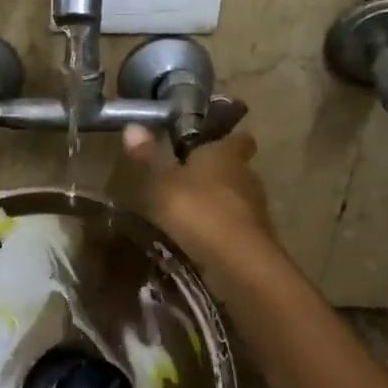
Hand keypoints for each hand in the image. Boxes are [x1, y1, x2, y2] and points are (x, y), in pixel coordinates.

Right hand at [119, 125, 276, 271]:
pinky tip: (198, 240)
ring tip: (188, 213)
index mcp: (226, 155)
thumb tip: (133, 126)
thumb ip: (149, 157)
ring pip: (236, 198)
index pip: (238, 139)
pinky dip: (220, 230)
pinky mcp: (254, 238)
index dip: (226, 139)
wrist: (238, 261)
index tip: (209, 144)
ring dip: (216, 203)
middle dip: (215, 174)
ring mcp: (255, 209)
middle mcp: (246, 176)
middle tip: (187, 181)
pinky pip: (235, 226)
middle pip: (235, 169)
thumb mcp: (163, 183)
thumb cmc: (199, 210)